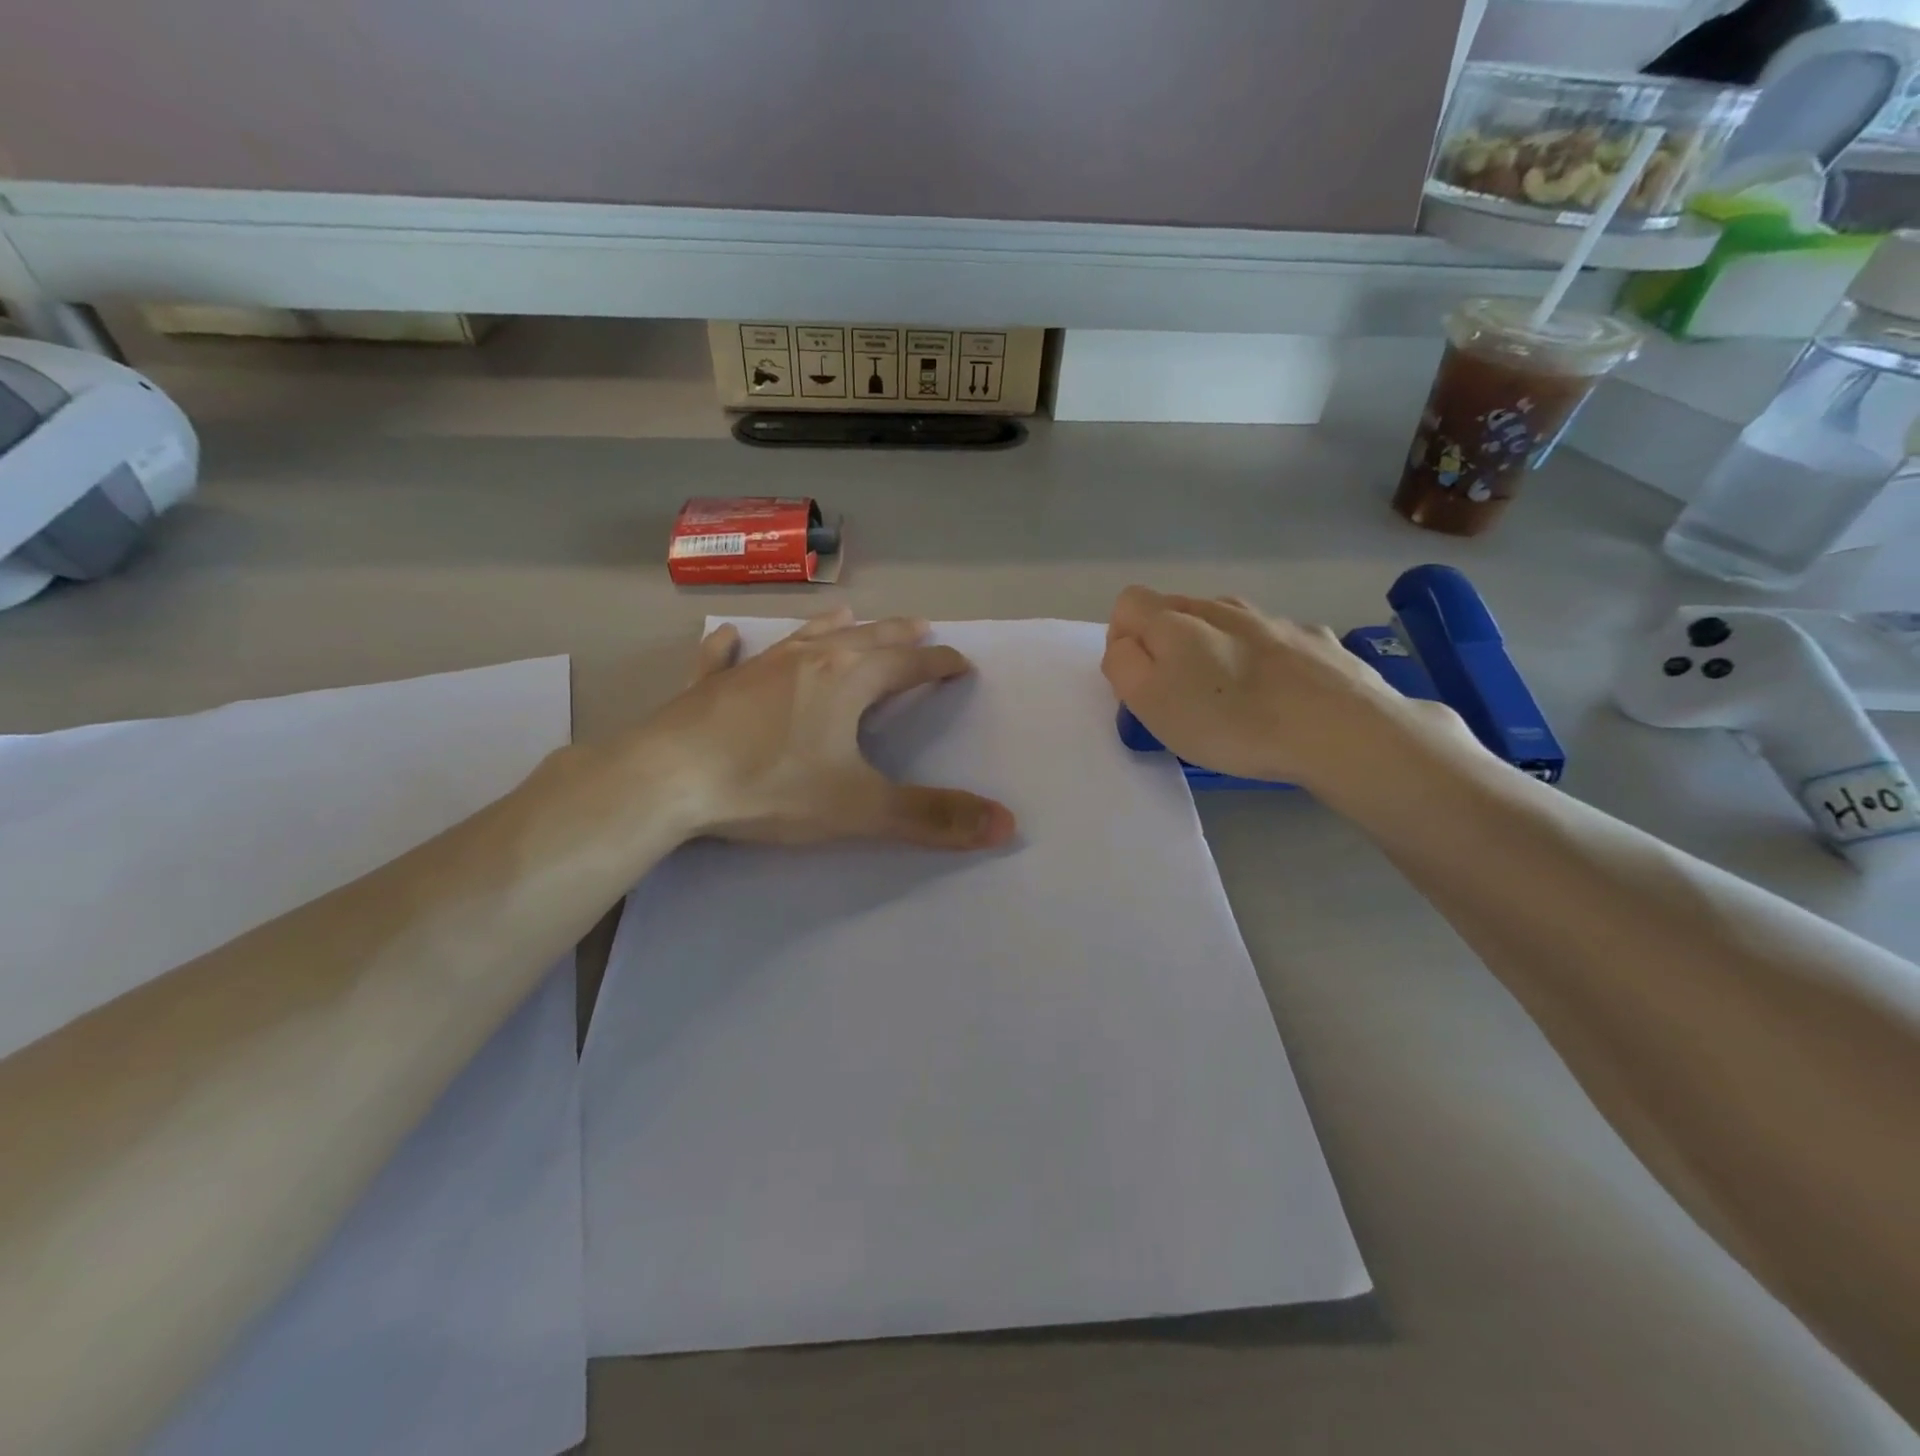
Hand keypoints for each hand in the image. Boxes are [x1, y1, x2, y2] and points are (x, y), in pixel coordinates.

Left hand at [642, 609, 1016, 849]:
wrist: (668, 779)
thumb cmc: (770, 786)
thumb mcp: (860, 807)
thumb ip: (932, 816)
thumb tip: (1007, 824)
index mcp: (848, 679)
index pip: (909, 664)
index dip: (940, 664)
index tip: (962, 663)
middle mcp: (807, 659)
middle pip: (865, 637)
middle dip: (898, 634)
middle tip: (921, 627)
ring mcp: (754, 667)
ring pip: (803, 636)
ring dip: (832, 625)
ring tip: (849, 613)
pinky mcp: (709, 686)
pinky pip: (724, 657)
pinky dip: (732, 647)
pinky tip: (729, 638)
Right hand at [1102, 587, 1462, 792]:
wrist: (1340, 728)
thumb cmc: (1231, 721)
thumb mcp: (1151, 702)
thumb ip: (1123, 666)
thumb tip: (1126, 646)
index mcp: (1176, 620)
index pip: (1128, 603)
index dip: (1122, 639)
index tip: (1138, 681)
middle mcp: (1222, 607)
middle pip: (1177, 611)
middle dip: (1167, 646)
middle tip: (1181, 696)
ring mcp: (1273, 619)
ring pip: (1227, 623)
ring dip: (1216, 649)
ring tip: (1231, 696)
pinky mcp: (1315, 639)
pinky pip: (1274, 641)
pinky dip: (1265, 661)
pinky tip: (1280, 696)